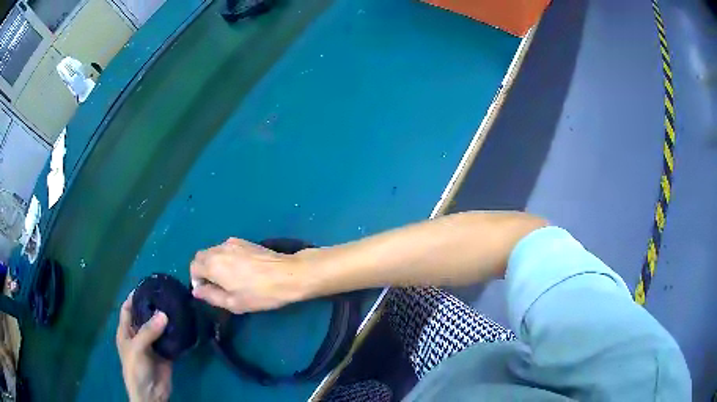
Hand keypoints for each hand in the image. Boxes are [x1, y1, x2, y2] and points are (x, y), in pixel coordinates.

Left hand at [116, 293, 172, 401]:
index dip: (134, 297)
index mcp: (126, 331)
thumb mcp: (137, 348)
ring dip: (166, 320)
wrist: (150, 393)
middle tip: (167, 295)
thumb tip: (164, 314)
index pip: (127, 309)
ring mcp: (152, 345)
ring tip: (177, 306)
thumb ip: (148, 331)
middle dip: (153, 307)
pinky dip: (176, 335)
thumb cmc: (135, 368)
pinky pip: (170, 341)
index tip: (146, 286)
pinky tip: (183, 326)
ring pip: (159, 328)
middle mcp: (139, 335)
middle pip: (145, 317)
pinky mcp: (165, 354)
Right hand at [190, 238, 308, 313]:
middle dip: (203, 270)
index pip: (193, 267)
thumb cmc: (259, 293)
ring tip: (229, 279)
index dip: (196, 280)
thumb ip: (211, 296)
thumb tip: (196, 291)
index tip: (207, 292)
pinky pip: (227, 248)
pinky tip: (240, 270)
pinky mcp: (245, 241)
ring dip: (214, 263)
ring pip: (214, 251)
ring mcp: (232, 242)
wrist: (288, 274)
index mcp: (212, 263)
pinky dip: (225, 258)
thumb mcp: (233, 303)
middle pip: (201, 256)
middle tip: (217, 286)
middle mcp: (218, 248)